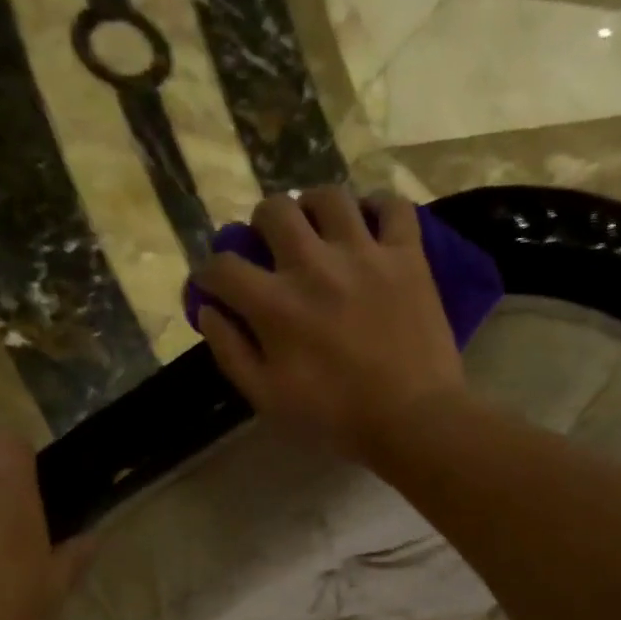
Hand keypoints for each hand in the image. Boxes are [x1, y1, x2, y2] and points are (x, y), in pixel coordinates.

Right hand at [192, 188, 466, 465]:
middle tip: (272, 250)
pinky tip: (371, 226)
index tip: (216, 287)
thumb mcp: (269, 401)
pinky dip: (379, 208)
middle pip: (273, 210)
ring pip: (329, 197)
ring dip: (314, 208)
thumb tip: (207, 310)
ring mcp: (364, 253)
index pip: (222, 266)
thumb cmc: (337, 420)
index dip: (210, 274)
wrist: (413, 422)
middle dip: (261, 227)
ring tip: (319, 230)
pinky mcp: (407, 256)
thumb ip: (232, 353)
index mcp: (274, 304)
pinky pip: (393, 206)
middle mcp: (314, 264)